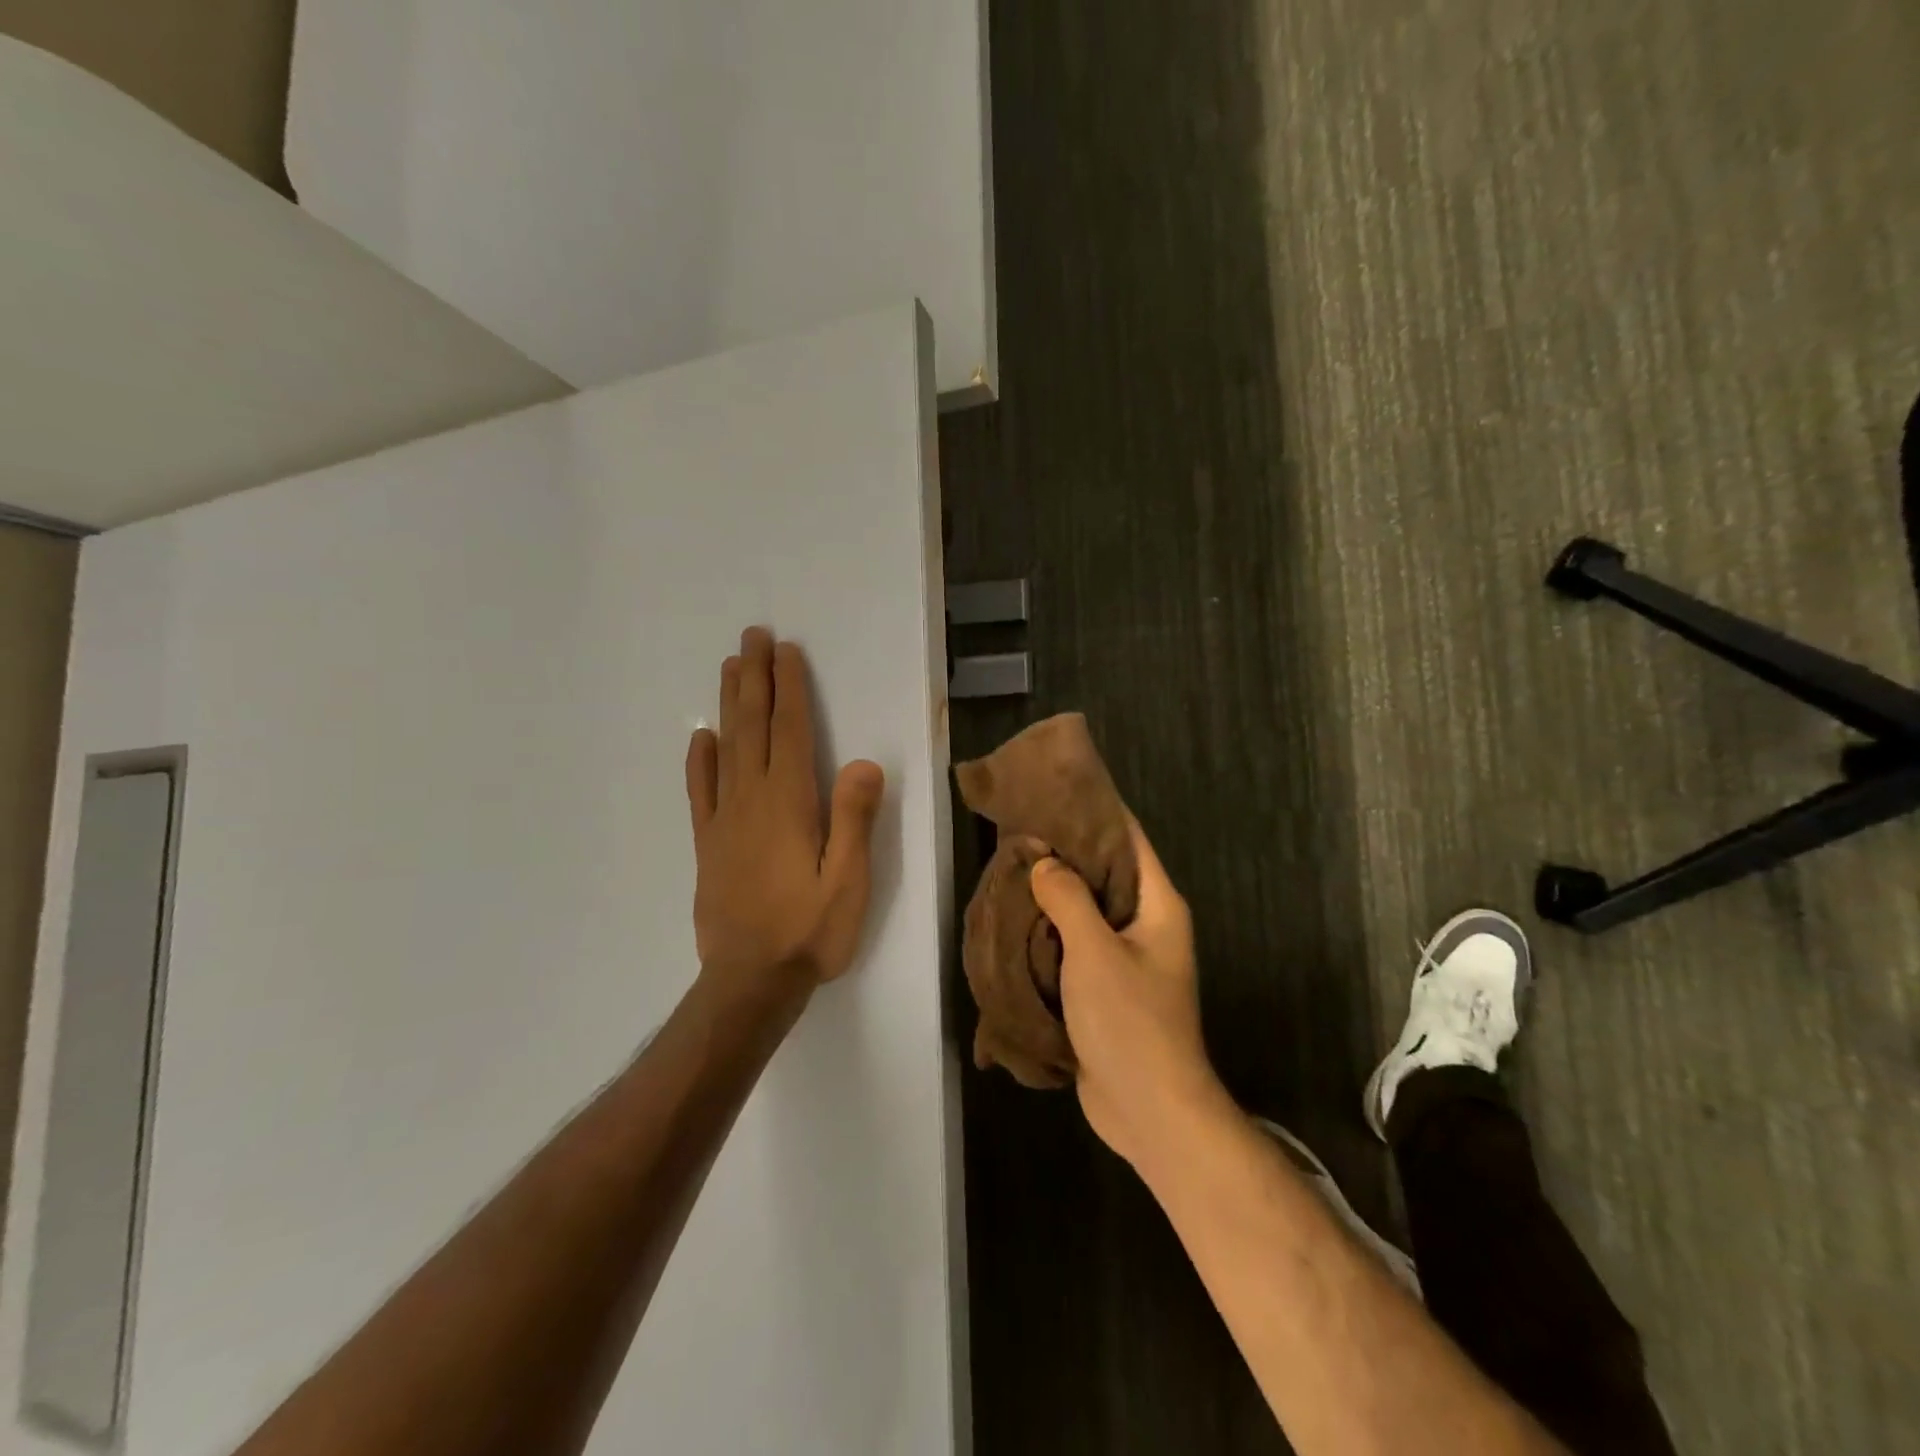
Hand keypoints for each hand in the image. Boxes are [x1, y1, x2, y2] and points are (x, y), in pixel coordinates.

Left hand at [685, 628, 885, 999]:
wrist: (750, 981)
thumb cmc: (809, 930)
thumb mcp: (849, 881)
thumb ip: (854, 819)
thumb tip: (863, 762)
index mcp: (789, 803)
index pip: (791, 731)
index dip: (790, 688)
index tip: (786, 651)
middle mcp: (752, 800)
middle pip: (754, 727)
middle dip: (755, 679)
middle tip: (752, 637)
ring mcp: (725, 821)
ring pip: (726, 749)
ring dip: (730, 705)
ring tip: (730, 668)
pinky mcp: (709, 844)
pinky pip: (701, 792)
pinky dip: (700, 760)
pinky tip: (701, 738)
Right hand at [1030, 818, 1223, 1170]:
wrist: (1149, 1111)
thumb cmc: (1130, 1021)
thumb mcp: (1095, 950)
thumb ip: (1068, 898)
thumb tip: (1044, 861)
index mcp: (1157, 905)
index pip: (1128, 838)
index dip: (1094, 811)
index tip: (1053, 790)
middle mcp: (1146, 924)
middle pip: (1104, 872)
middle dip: (1064, 852)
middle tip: (1018, 830)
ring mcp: (1126, 958)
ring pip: (1085, 910)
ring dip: (1052, 894)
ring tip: (1010, 867)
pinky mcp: (1105, 988)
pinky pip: (1075, 945)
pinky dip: (1049, 931)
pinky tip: (1016, 918)